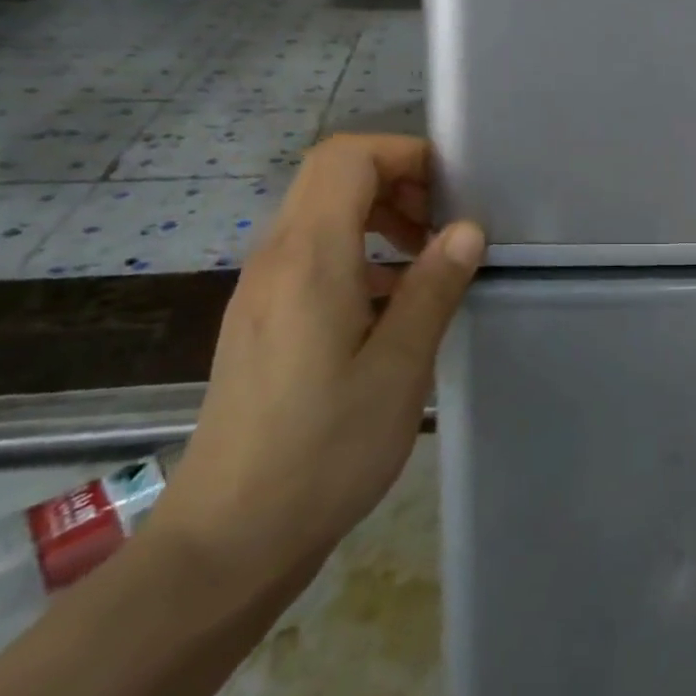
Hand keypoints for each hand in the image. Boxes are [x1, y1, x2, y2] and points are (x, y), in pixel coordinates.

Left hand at [146, 135, 483, 603]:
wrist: (227, 540)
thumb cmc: (322, 451)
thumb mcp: (398, 368)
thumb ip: (433, 287)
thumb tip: (467, 229)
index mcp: (309, 257)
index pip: (347, 157)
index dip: (403, 155)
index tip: (450, 191)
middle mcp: (275, 258)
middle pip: (331, 176)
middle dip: (395, 181)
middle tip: (442, 225)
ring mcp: (261, 289)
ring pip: (320, 214)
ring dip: (377, 217)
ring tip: (425, 262)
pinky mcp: (260, 319)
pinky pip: (310, 255)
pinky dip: (356, 253)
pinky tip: (388, 305)